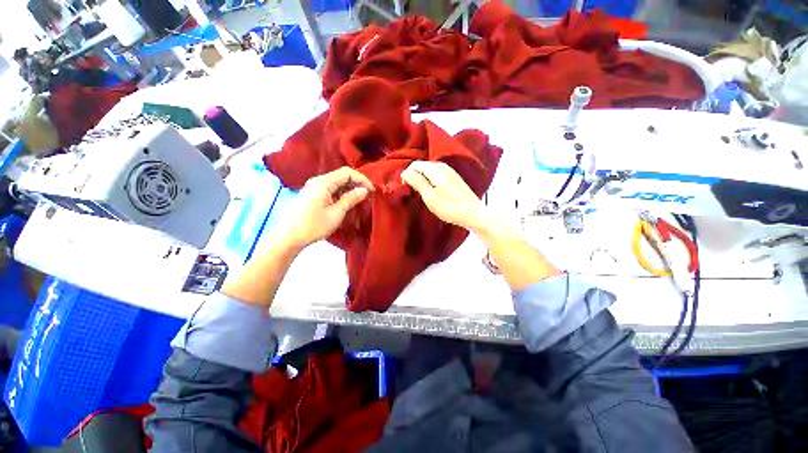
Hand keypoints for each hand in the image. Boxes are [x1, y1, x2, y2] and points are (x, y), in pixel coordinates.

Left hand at [280, 167, 373, 249]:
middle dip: (356, 183)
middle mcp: (318, 180)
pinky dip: (341, 193)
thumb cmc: (313, 225)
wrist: (288, 237)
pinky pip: (330, 189)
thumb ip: (350, 199)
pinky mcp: (312, 194)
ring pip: (336, 183)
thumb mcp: (336, 213)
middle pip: (341, 176)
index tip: (372, 190)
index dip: (362, 179)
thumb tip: (364, 190)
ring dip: (349, 189)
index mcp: (323, 182)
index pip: (347, 172)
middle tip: (368, 195)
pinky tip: (346, 202)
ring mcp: (314, 187)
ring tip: (360, 199)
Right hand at [401, 161, 484, 231]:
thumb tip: (405, 172)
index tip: (405, 189)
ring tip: (421, 194)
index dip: (407, 175)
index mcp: (435, 168)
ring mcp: (449, 171)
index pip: (414, 165)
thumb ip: (417, 182)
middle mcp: (442, 166)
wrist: (473, 213)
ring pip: (429, 172)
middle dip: (414, 177)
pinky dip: (430, 183)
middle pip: (422, 167)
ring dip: (422, 181)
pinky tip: (432, 193)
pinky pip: (436, 176)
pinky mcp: (453, 178)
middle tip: (413, 193)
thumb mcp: (430, 196)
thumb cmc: (450, 207)